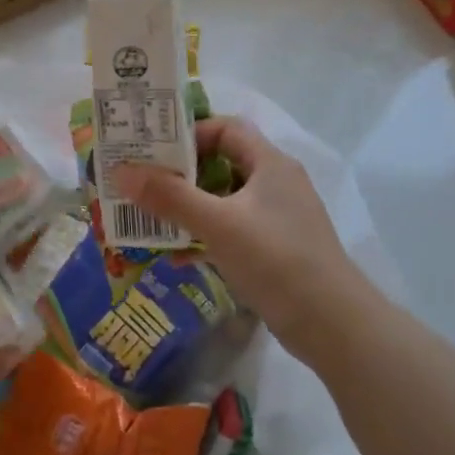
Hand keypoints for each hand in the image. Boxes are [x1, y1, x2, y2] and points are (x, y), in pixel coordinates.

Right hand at [113, 118, 367, 367]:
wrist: (333, 326)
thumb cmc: (276, 260)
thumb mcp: (218, 224)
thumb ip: (169, 197)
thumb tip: (120, 171)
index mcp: (270, 164)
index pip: (226, 129)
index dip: (189, 134)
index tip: (154, 153)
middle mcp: (275, 184)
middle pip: (221, 164)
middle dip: (180, 174)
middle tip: (141, 184)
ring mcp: (276, 219)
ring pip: (223, 201)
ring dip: (188, 208)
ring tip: (150, 220)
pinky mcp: (274, 250)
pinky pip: (231, 232)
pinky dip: (205, 238)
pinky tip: (178, 257)